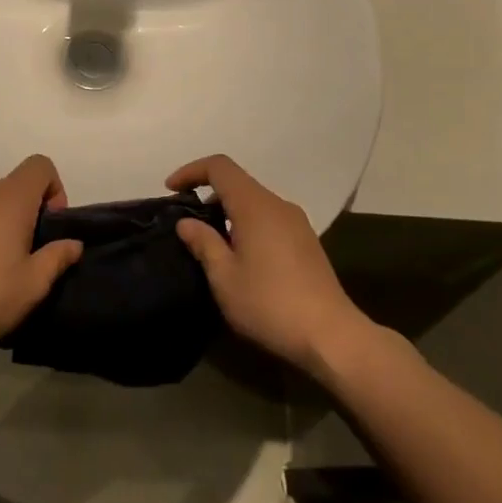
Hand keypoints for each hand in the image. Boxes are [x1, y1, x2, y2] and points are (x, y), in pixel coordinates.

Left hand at [0, 155, 82, 364]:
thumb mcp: (33, 284)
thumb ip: (58, 257)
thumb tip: (72, 243)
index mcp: (10, 198)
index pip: (40, 166)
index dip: (55, 191)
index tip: (51, 228)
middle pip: (16, 186)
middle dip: (31, 214)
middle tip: (31, 256)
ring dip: (4, 225)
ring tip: (2, 268)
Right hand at [167, 155, 365, 371]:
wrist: (331, 335)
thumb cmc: (269, 304)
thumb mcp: (224, 277)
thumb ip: (203, 243)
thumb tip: (187, 222)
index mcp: (255, 206)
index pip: (220, 167)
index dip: (191, 171)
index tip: (170, 190)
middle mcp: (278, 205)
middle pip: (238, 182)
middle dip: (207, 194)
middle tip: (186, 222)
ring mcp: (297, 223)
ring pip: (254, 202)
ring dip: (228, 212)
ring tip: (209, 242)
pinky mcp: (307, 242)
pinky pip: (269, 219)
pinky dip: (247, 224)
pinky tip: (240, 257)